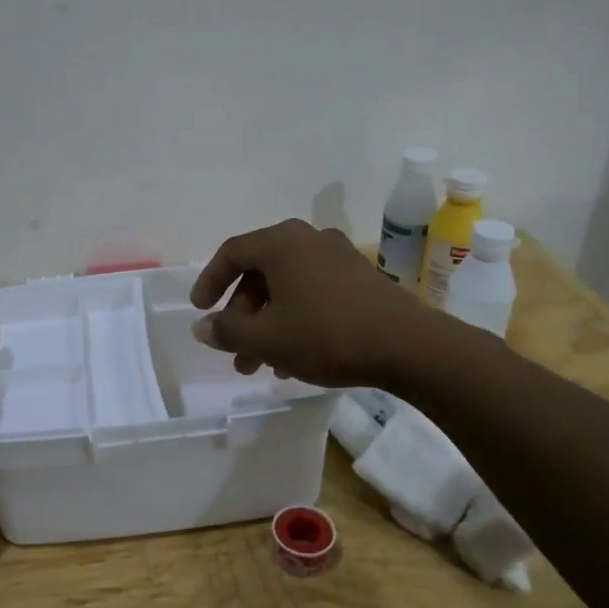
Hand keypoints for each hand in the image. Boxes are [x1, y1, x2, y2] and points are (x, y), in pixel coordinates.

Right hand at [189, 219, 429, 386]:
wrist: (408, 346)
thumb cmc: (326, 334)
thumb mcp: (267, 338)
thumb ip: (227, 331)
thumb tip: (202, 327)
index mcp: (281, 243)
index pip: (232, 253)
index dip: (210, 281)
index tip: (200, 311)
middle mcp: (308, 240)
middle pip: (260, 274)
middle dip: (242, 317)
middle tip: (235, 354)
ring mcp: (338, 258)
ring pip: (287, 289)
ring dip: (267, 325)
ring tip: (261, 366)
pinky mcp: (359, 279)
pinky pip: (312, 295)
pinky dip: (295, 321)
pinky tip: (294, 360)